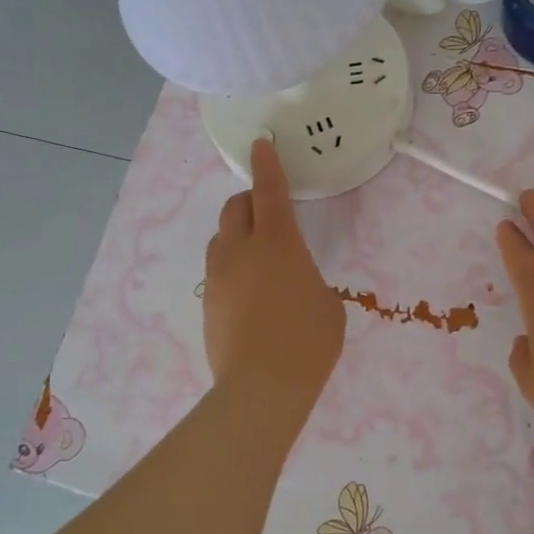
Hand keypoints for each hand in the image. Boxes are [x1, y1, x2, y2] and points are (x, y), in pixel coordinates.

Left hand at [203, 139, 344, 402]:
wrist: (261, 388)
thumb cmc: (308, 342)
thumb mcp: (327, 304)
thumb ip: (308, 279)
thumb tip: (293, 282)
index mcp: (278, 242)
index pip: (269, 191)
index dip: (266, 165)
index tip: (260, 145)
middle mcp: (241, 250)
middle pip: (235, 208)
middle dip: (249, 201)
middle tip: (267, 211)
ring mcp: (218, 276)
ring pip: (221, 238)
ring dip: (238, 234)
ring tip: (257, 256)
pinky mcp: (207, 302)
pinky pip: (218, 270)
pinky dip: (232, 268)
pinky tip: (249, 294)